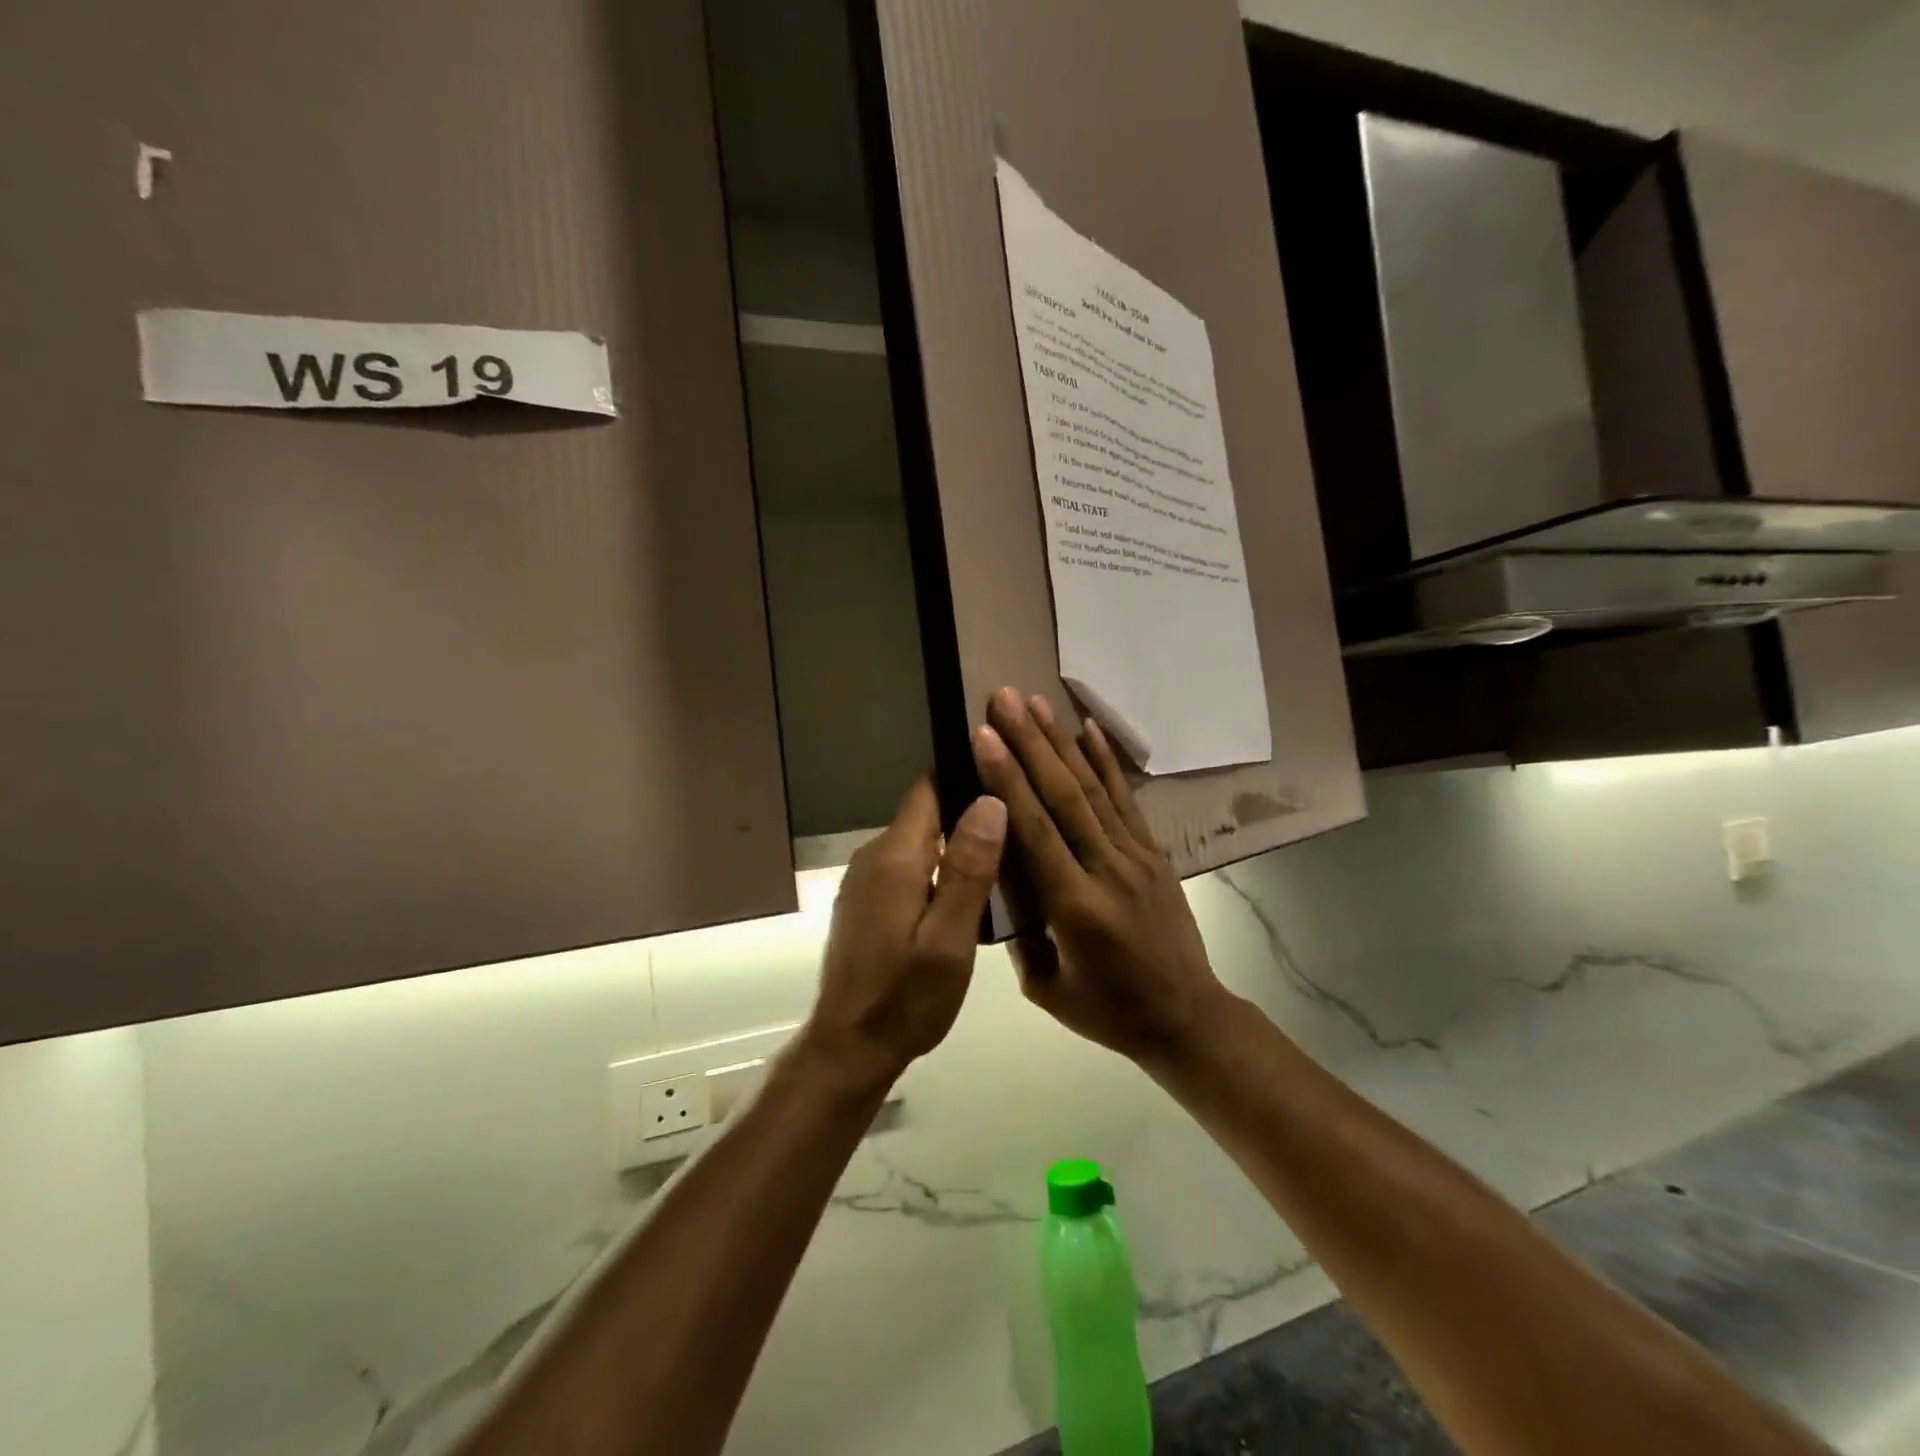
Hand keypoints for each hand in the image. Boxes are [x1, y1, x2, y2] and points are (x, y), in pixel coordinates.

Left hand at [799, 779, 1006, 1093]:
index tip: (1006, 781)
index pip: (928, 790)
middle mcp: (873, 856)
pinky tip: (963, 893)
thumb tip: (990, 800)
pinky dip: (934, 870)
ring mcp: (864, 880)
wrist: (850, 1047)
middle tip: (1017, 828)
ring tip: (1000, 858)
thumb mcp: (949, 940)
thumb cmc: (906, 998)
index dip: (965, 779)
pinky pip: (905, 867)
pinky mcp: (865, 901)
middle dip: (966, 815)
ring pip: (917, 842)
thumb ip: (968, 869)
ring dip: (953, 846)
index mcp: (895, 858)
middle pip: (925, 814)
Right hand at [970, 686, 1230, 1068]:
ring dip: (1061, 742)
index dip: (1009, 780)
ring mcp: (1136, 856)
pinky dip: (1107, 761)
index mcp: (1076, 908)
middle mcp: (1108, 870)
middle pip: (1065, 796)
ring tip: (1035, 702)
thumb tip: (996, 879)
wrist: (1187, 1017)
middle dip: (1030, 743)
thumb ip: (1018, 935)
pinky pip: (1127, 800)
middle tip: (1003, 698)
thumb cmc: (1110, 1011)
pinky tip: (1089, 728)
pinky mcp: (1153, 851)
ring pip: (1094, 789)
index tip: (984, 737)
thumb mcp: (1047, 990)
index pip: (1037, 831)